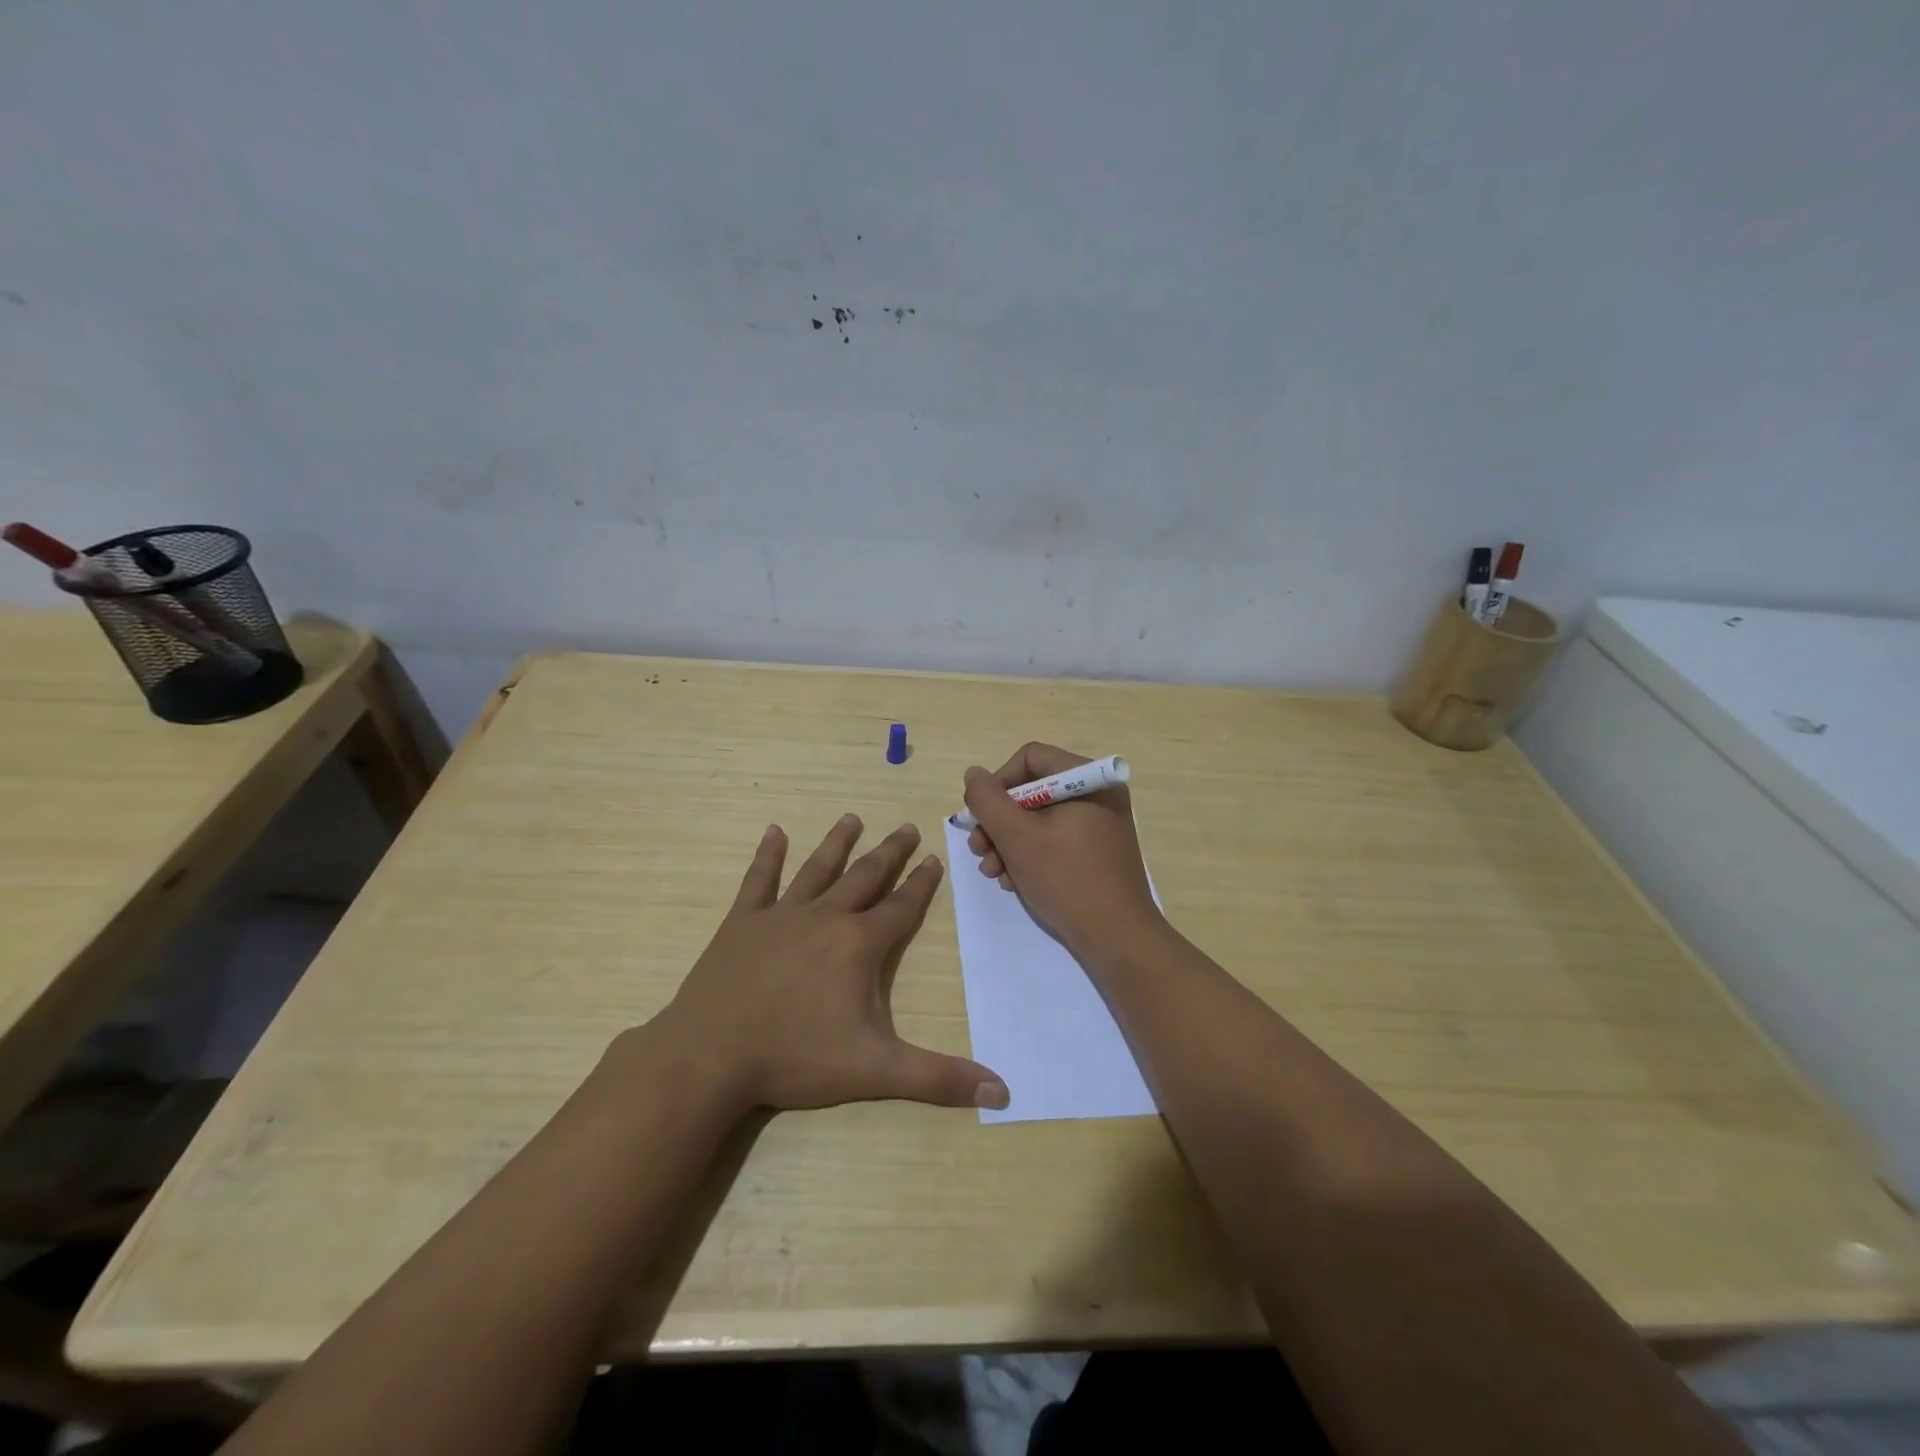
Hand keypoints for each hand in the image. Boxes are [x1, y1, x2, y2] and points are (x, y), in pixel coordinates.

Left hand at [645, 816, 1008, 1115]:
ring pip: (818, 869)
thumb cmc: (796, 1059)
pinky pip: (759, 880)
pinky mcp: (742, 923)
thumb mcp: (876, 1071)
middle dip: (890, 852)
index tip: (934, 858)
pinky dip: (768, 855)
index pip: (900, 907)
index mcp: (858, 945)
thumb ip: (939, 1078)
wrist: (710, 1057)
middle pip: (865, 876)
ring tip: (852, 818)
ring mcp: (780, 915)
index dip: (921, 884)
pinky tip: (774, 831)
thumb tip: (1002, 1092)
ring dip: (838, 843)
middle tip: (906, 827)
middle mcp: (825, 917)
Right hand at [963, 742, 1161, 954]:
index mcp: (1088, 779)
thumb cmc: (1066, 879)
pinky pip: (1055, 840)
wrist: (1116, 938)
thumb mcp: (1016, 837)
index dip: (998, 783)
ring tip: (993, 873)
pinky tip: (1013, 882)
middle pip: (1032, 790)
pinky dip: (1029, 856)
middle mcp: (1098, 794)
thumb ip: (987, 800)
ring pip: (1039, 819)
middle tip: (979, 851)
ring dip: (1007, 843)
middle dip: (998, 822)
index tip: (981, 816)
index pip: (1030, 758)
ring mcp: (1099, 824)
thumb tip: (973, 775)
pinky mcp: (1097, 851)